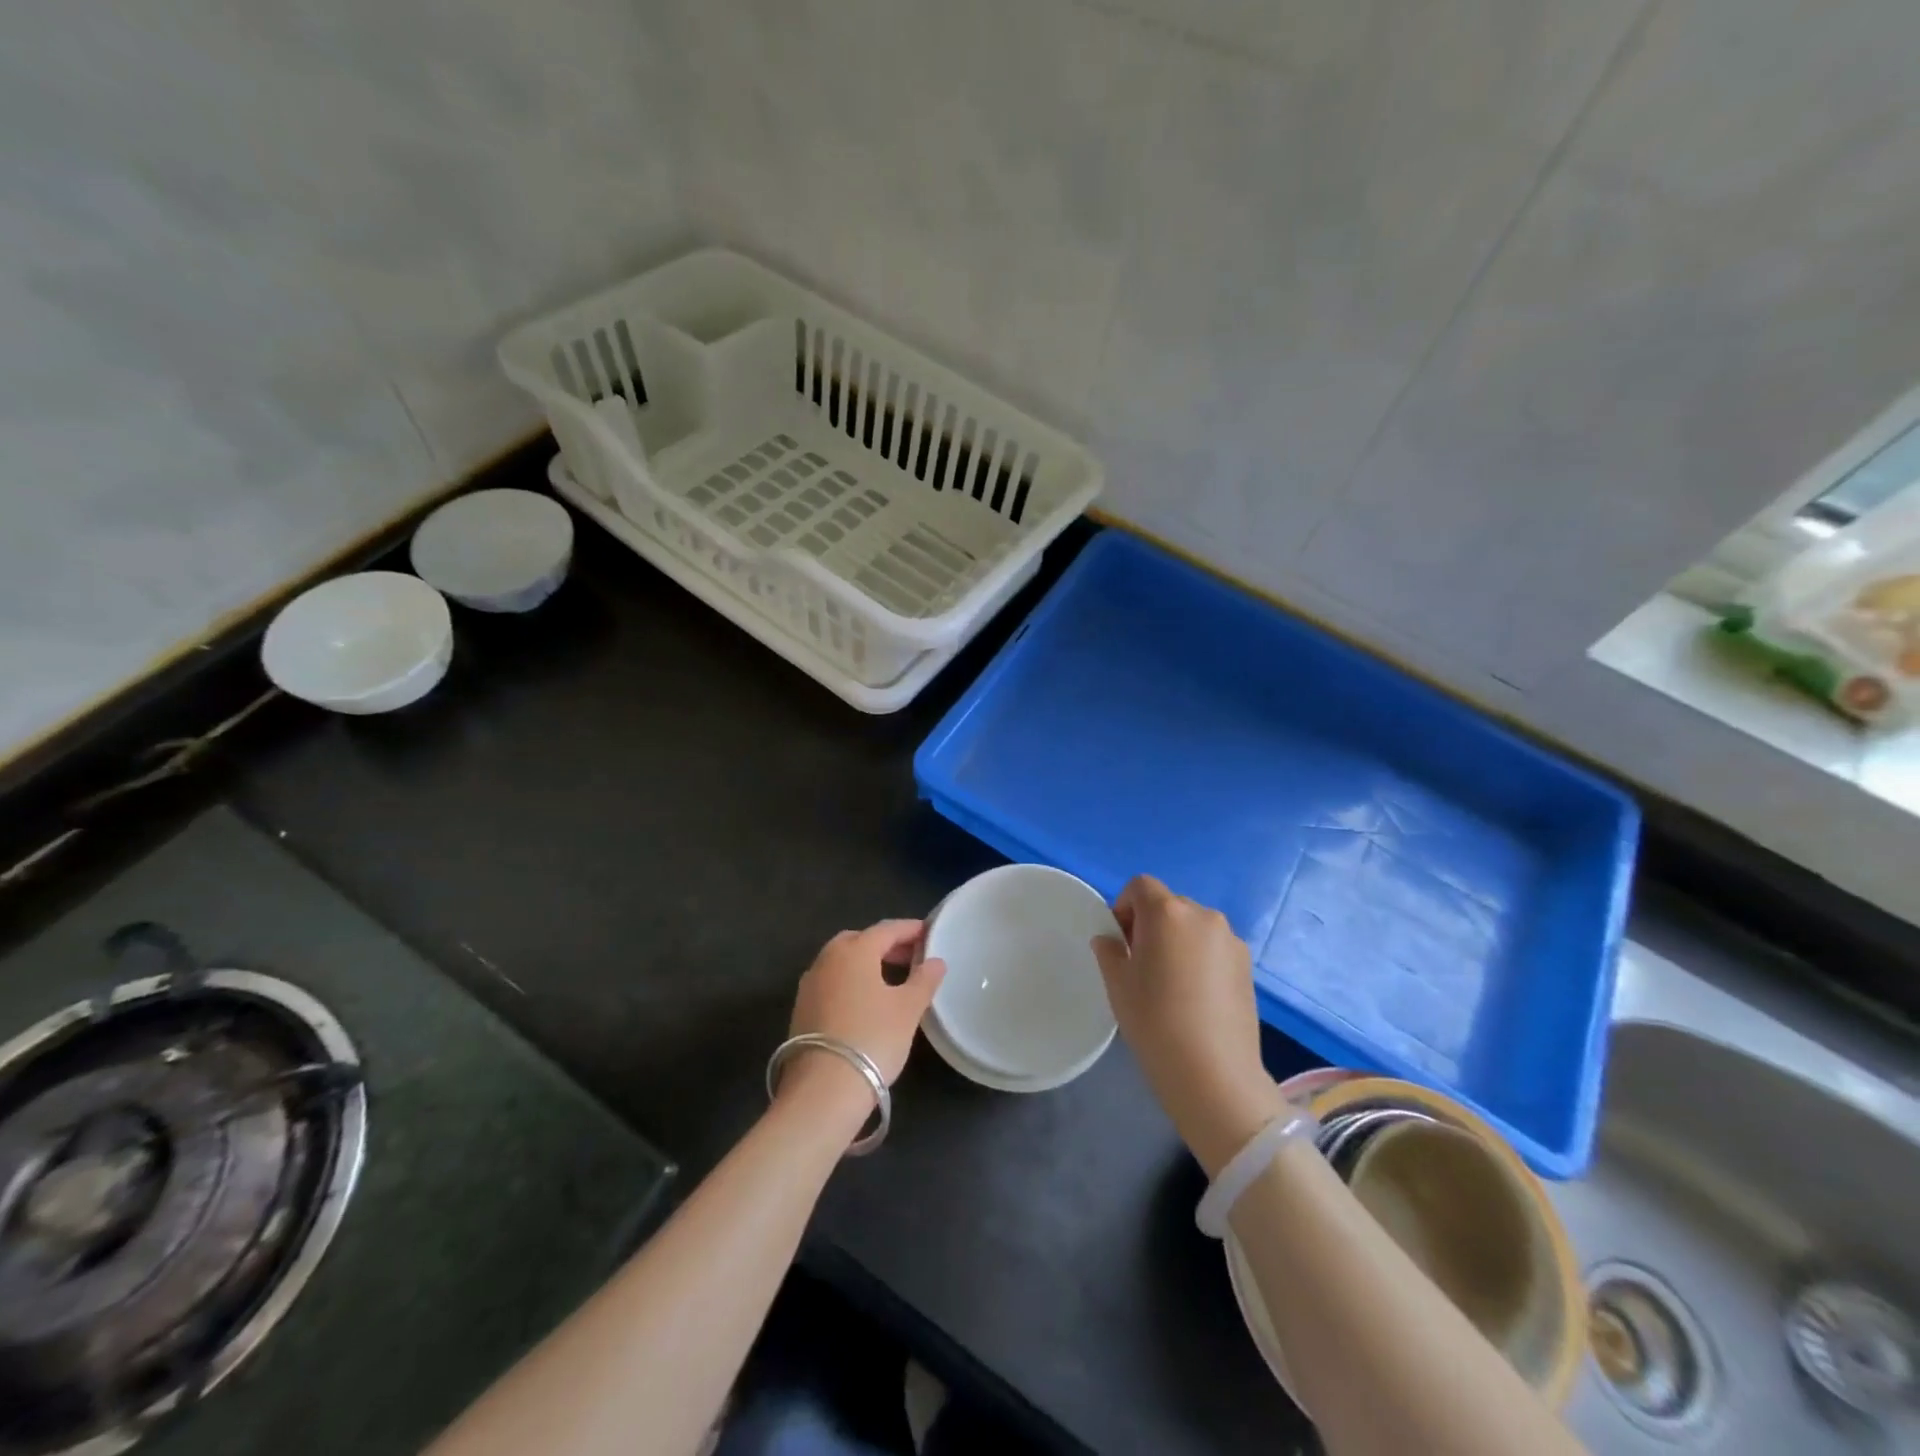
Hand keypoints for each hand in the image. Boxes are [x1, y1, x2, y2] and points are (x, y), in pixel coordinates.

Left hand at [779, 920, 945, 1122]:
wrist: (823, 1090)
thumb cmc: (872, 1039)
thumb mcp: (908, 1009)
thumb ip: (924, 980)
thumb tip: (935, 961)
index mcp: (854, 950)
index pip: (886, 929)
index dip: (910, 929)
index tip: (928, 932)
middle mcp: (827, 959)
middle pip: (860, 940)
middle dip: (886, 945)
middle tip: (911, 957)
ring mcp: (810, 984)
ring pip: (842, 961)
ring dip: (867, 963)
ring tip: (892, 979)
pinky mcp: (801, 1008)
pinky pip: (832, 981)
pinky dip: (851, 981)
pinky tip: (866, 1001)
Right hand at [1092, 876, 1283, 1176]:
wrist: (1213, 1073)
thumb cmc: (1154, 1021)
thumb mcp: (1118, 984)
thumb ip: (1109, 951)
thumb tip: (1110, 940)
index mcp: (1167, 912)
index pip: (1141, 886)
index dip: (1125, 906)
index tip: (1120, 940)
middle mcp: (1202, 915)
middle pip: (1169, 905)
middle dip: (1151, 924)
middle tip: (1142, 963)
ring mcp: (1230, 939)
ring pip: (1193, 926)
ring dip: (1178, 940)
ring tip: (1172, 982)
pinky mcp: (1247, 964)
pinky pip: (1214, 947)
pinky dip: (1200, 958)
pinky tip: (1196, 996)